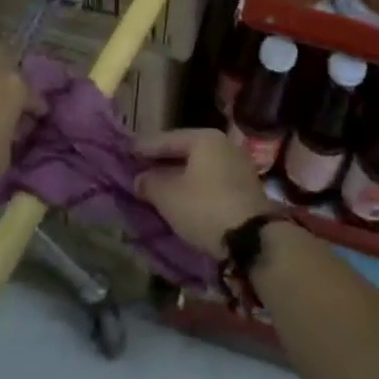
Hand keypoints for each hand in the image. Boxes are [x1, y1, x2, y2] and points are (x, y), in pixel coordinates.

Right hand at [133, 130, 271, 256]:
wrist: (253, 240)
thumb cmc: (205, 208)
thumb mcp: (168, 196)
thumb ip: (150, 183)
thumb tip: (140, 178)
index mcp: (205, 138)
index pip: (167, 139)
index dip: (144, 147)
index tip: (125, 152)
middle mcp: (224, 145)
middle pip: (185, 151)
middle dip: (161, 162)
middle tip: (139, 169)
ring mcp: (238, 166)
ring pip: (198, 167)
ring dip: (178, 176)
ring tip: (157, 186)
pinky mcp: (245, 188)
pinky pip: (211, 181)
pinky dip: (194, 187)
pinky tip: (181, 198)